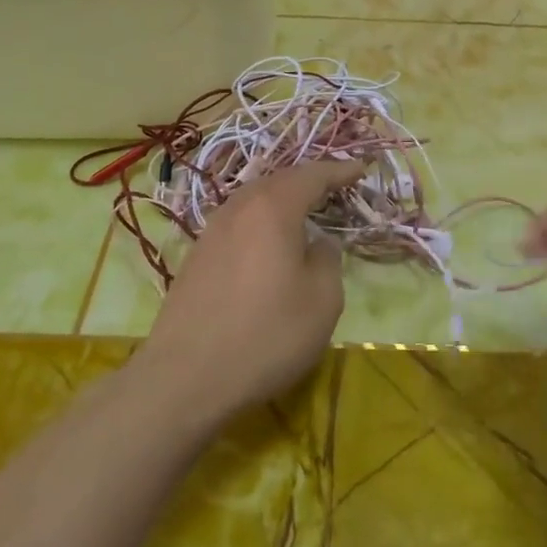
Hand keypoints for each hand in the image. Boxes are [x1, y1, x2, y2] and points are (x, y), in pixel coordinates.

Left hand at [136, 160, 364, 424]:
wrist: (185, 377)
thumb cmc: (266, 334)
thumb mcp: (322, 300)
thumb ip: (327, 260)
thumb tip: (318, 244)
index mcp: (273, 208)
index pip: (312, 175)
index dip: (339, 171)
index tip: (361, 169)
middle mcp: (239, 208)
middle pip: (278, 182)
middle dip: (308, 182)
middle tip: (334, 189)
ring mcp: (211, 231)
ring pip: (253, 202)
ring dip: (282, 202)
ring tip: (303, 213)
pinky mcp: (196, 257)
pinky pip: (238, 224)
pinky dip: (261, 224)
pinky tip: (268, 245)